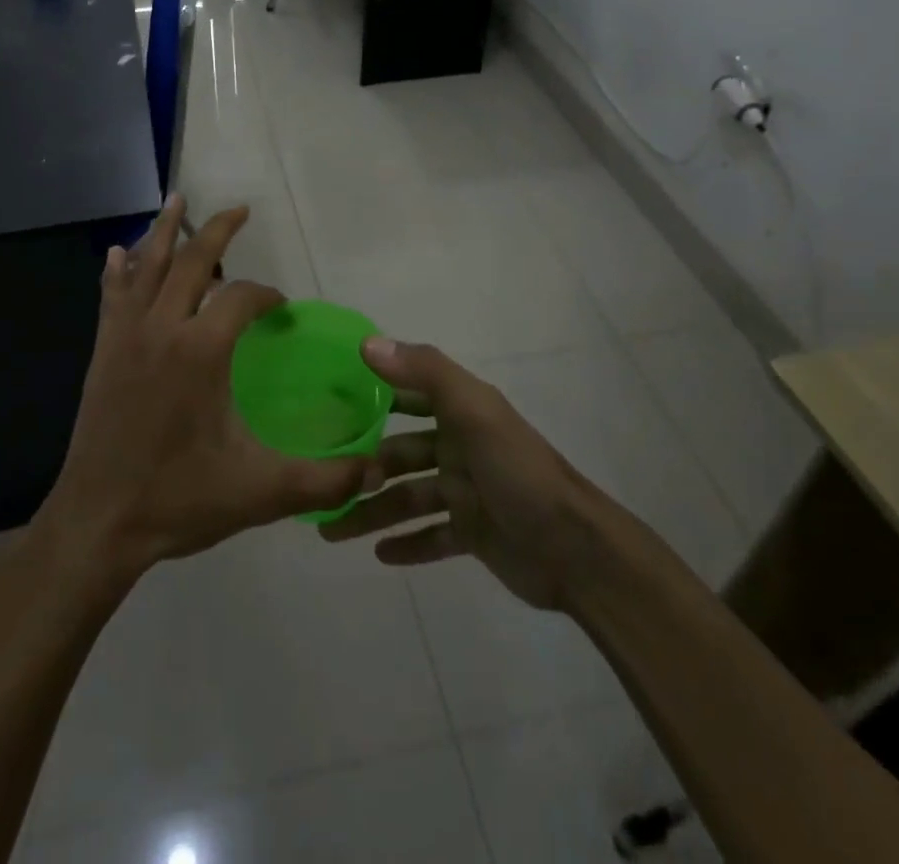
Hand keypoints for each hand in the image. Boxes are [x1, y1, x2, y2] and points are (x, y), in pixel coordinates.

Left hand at [39, 197, 375, 582]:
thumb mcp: (260, 492)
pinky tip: (118, 253)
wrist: (98, 523)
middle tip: (239, 210)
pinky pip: (111, 297)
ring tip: (176, 200)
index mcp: (201, 351)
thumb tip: (374, 471)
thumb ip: (322, 481)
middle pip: (192, 261)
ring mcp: (127, 337)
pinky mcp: (103, 352)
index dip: (267, 296)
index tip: (282, 310)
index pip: (241, 298)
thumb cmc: (178, 500)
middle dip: (218, 231)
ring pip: (147, 268)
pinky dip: (118, 271)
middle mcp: (163, 329)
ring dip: (163, 231)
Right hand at [320, 337, 614, 611]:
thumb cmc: (518, 471)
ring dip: (372, 512)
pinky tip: (379, 555)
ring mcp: (466, 493)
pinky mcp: (473, 534)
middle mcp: (459, 447)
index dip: (373, 395)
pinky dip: (407, 544)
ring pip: (408, 499)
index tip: (328, 403)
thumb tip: (367, 343)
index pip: (408, 394)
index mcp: (460, 413)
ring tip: (331, 530)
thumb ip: (424, 372)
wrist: (576, 549)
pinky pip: (431, 537)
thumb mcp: (474, 411)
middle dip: (363, 467)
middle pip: (400, 454)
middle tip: (321, 484)